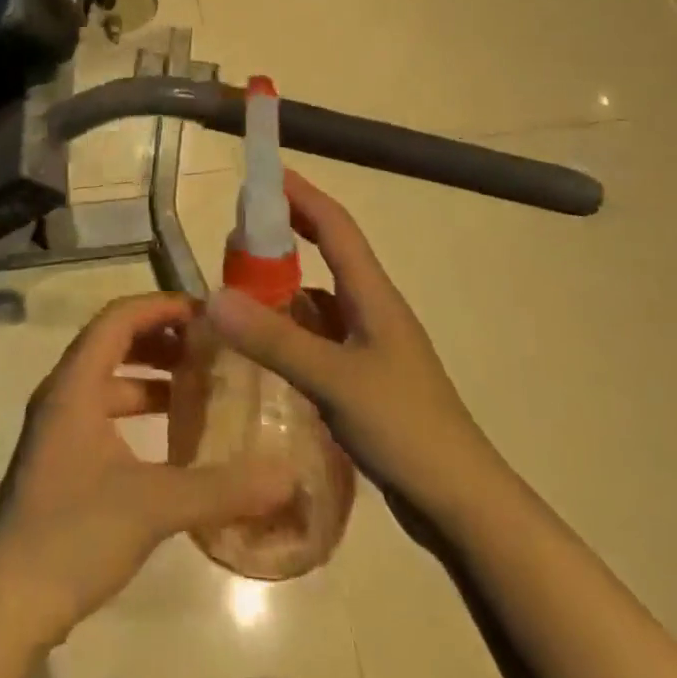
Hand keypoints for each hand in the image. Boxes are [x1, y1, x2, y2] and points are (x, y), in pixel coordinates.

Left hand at [0, 294, 295, 677]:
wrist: (7, 605)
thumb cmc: (73, 533)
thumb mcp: (153, 506)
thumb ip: (220, 488)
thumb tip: (286, 475)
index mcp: (75, 383)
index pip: (119, 318)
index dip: (161, 307)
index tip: (206, 314)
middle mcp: (63, 392)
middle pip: (113, 341)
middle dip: (160, 337)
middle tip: (207, 346)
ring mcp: (58, 425)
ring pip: (108, 377)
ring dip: (149, 373)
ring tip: (197, 383)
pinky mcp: (61, 456)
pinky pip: (103, 408)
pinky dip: (137, 407)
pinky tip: (171, 435)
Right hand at [205, 171, 491, 535]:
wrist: (462, 504)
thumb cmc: (405, 428)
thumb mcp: (334, 380)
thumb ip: (274, 339)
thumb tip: (213, 296)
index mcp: (373, 293)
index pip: (334, 225)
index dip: (301, 194)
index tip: (264, 173)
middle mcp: (372, 307)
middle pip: (328, 250)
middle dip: (289, 229)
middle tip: (240, 226)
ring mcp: (371, 343)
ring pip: (322, 295)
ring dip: (286, 280)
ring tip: (241, 283)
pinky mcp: (365, 376)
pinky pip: (321, 333)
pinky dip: (292, 325)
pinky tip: (267, 342)